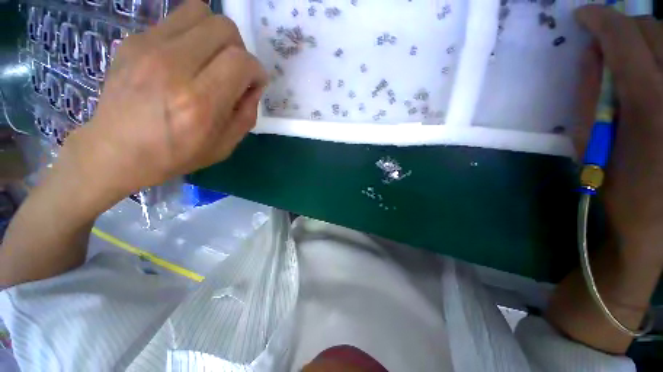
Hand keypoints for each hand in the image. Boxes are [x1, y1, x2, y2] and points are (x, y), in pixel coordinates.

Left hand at [63, 0, 267, 199]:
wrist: (116, 151)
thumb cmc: (176, 154)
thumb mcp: (225, 145)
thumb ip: (247, 114)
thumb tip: (253, 86)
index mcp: (200, 102)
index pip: (241, 61)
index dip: (257, 70)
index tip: (255, 82)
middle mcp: (173, 67)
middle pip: (223, 27)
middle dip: (239, 48)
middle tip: (233, 70)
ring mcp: (148, 48)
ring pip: (199, 11)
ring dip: (215, 34)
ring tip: (211, 58)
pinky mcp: (132, 40)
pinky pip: (175, 20)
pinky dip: (190, 35)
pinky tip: (184, 59)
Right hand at [575, 5, 662, 263]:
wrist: (656, 222)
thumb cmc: (618, 185)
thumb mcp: (589, 141)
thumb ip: (589, 92)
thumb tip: (591, 55)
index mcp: (649, 101)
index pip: (623, 38)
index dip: (600, 19)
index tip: (583, 15)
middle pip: (653, 30)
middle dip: (625, 27)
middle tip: (607, 41)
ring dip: (646, 39)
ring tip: (631, 58)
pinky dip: (661, 56)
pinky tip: (653, 71)